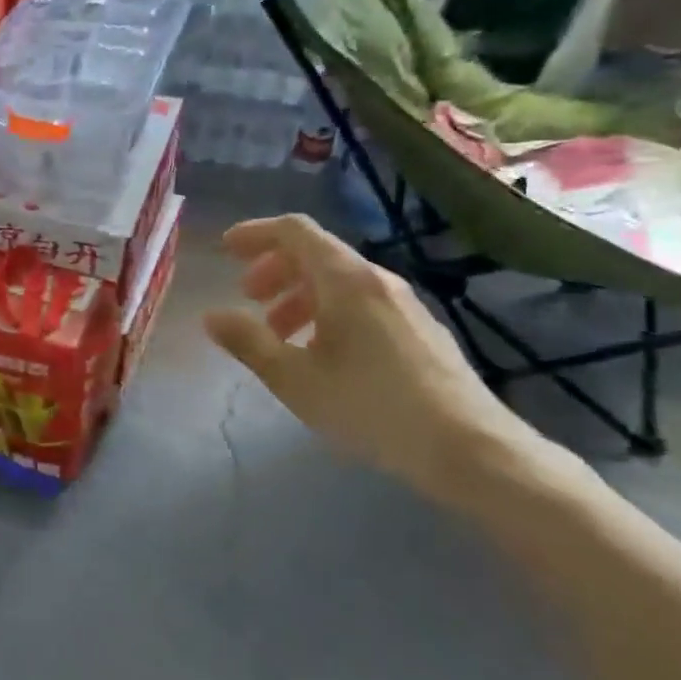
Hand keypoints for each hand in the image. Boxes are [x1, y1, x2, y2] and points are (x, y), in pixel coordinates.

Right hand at [203, 215, 541, 504]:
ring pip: (339, 281)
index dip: (256, 233)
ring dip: (298, 295)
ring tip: (279, 333)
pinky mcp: (420, 331)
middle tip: (247, 298)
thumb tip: (211, 316)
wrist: (469, 448)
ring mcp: (404, 304)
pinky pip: (361, 302)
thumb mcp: (294, 378)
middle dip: (274, 269)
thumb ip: (248, 342)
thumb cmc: (370, 405)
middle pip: (316, 253)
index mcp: (345, 280)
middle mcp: (376, 280)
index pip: (295, 231)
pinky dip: (327, 312)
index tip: (226, 250)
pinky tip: (321, 353)